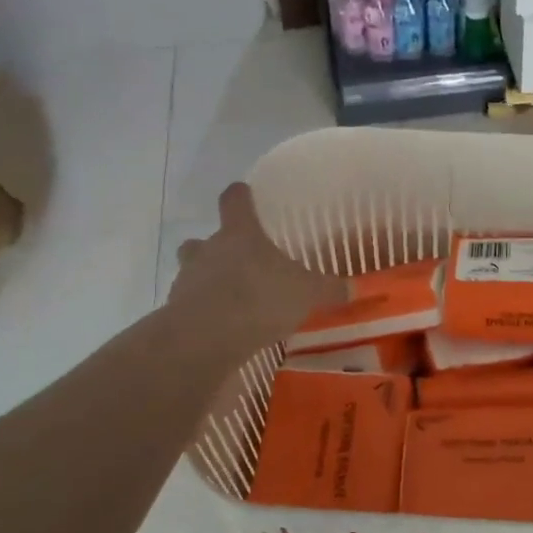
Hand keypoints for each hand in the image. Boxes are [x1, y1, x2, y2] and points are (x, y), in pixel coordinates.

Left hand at [166, 183, 347, 354]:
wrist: (206, 338)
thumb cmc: (259, 299)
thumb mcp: (307, 294)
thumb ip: (330, 290)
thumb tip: (356, 288)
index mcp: (240, 233)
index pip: (234, 200)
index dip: (240, 196)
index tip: (244, 194)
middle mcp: (208, 249)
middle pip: (205, 238)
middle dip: (219, 248)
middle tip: (241, 262)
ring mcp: (187, 279)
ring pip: (193, 270)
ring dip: (208, 280)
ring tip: (232, 300)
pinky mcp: (175, 310)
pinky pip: (190, 304)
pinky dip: (203, 312)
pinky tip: (223, 327)